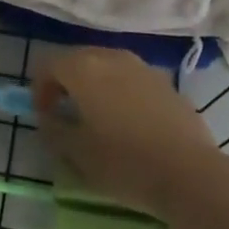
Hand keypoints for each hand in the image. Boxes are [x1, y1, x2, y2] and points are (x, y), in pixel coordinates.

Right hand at [31, 48, 224, 219]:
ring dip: (94, 85)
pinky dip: (120, 91)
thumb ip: (54, 130)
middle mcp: (111, 56)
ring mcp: (141, 66)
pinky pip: (130, 78)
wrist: (189, 171)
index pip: (49, 63)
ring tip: (97, 118)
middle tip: (65, 114)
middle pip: (78, 59)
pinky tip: (128, 123)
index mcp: (84, 68)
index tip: (44, 115)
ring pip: (106, 66)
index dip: (40, 88)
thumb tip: (48, 118)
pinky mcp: (164, 81)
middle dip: (66, 82)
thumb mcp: (77, 154)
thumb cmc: (125, 162)